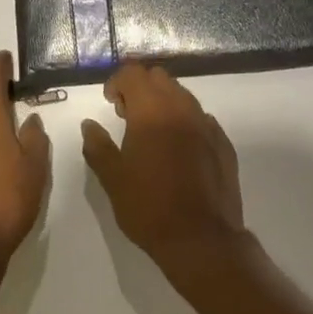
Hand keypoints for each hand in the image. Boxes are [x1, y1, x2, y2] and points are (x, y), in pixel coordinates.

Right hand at [80, 64, 245, 278]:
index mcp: (152, 110)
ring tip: (152, 132)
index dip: (117, 82)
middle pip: (159, 78)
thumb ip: (97, 146)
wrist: (201, 239)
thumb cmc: (149, 206)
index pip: (133, 73)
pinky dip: (185, 122)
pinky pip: (201, 119)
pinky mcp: (223, 143)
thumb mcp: (112, 179)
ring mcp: (206, 124)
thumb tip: (89, 125)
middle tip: (127, 114)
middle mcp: (182, 108)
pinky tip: (178, 149)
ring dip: (164, 103)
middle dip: (141, 87)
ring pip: (182, 96)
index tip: (110, 103)